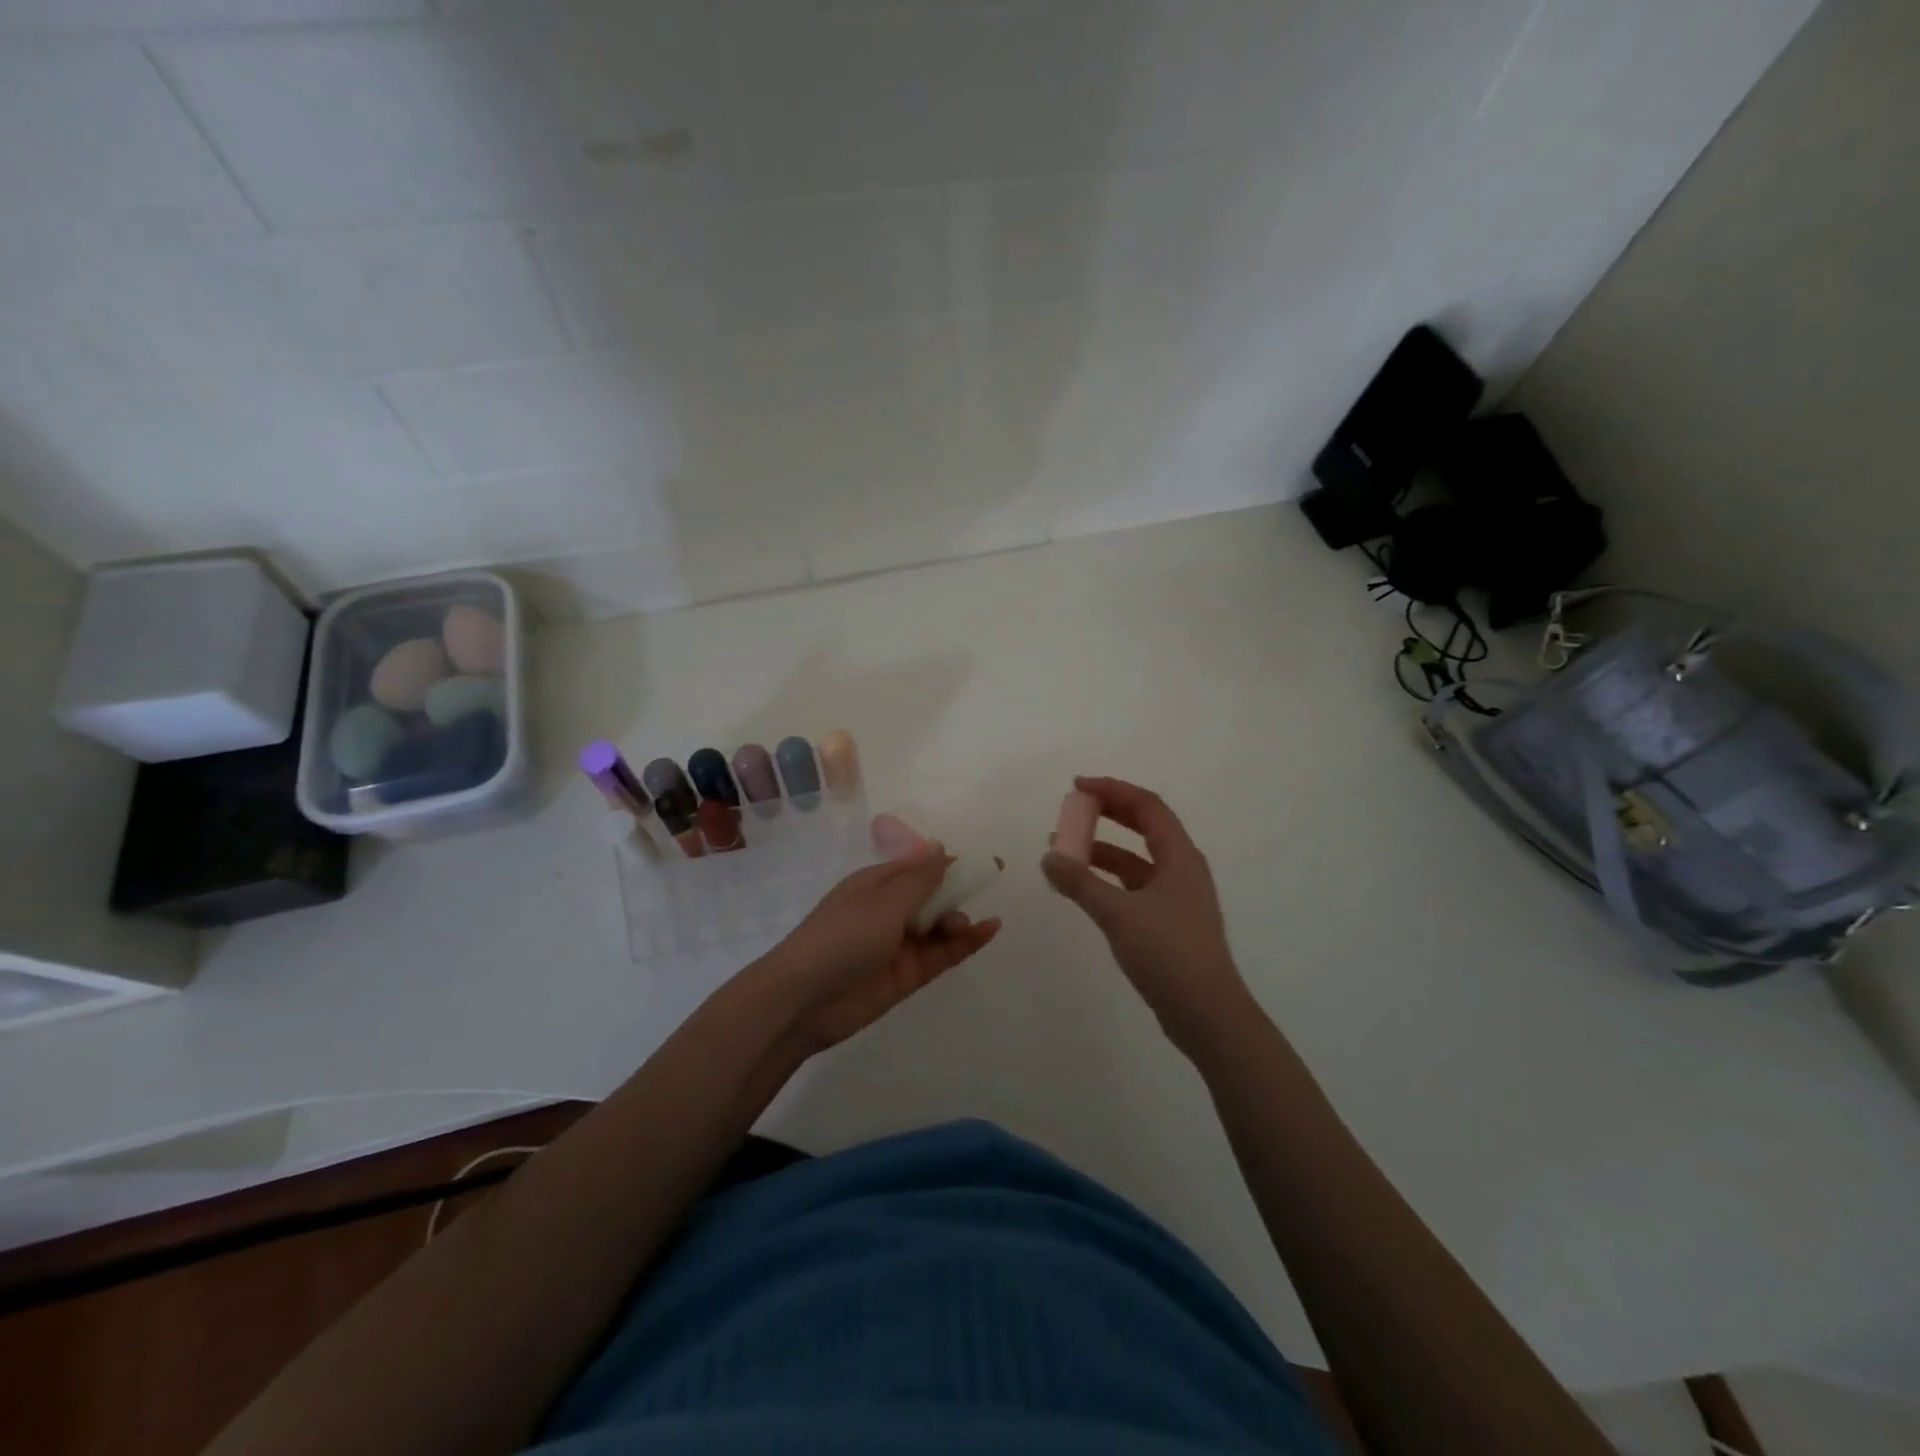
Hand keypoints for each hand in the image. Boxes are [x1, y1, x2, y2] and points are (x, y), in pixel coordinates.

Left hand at [752, 844, 1000, 1054]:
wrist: (804, 1000)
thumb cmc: (842, 937)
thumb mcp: (884, 902)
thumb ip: (919, 878)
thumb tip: (939, 846)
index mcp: (876, 884)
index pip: (918, 867)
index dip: (950, 863)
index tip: (985, 862)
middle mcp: (888, 911)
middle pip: (932, 895)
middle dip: (957, 891)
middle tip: (986, 888)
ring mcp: (898, 945)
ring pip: (939, 926)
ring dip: (957, 919)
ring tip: (961, 924)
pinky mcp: (906, 975)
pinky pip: (941, 954)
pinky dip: (964, 943)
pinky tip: (987, 931)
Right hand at [1042, 777, 1249, 1051]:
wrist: (1207, 1014)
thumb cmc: (1168, 953)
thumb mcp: (1118, 914)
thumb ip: (1080, 883)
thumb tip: (1048, 856)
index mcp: (1180, 856)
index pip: (1146, 806)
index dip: (1111, 790)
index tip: (1076, 786)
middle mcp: (1182, 869)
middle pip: (1143, 827)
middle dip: (1106, 815)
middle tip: (1071, 810)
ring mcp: (1177, 897)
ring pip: (1135, 860)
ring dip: (1102, 851)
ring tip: (1063, 851)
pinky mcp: (1168, 922)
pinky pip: (1133, 887)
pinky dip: (1107, 881)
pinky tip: (1082, 889)